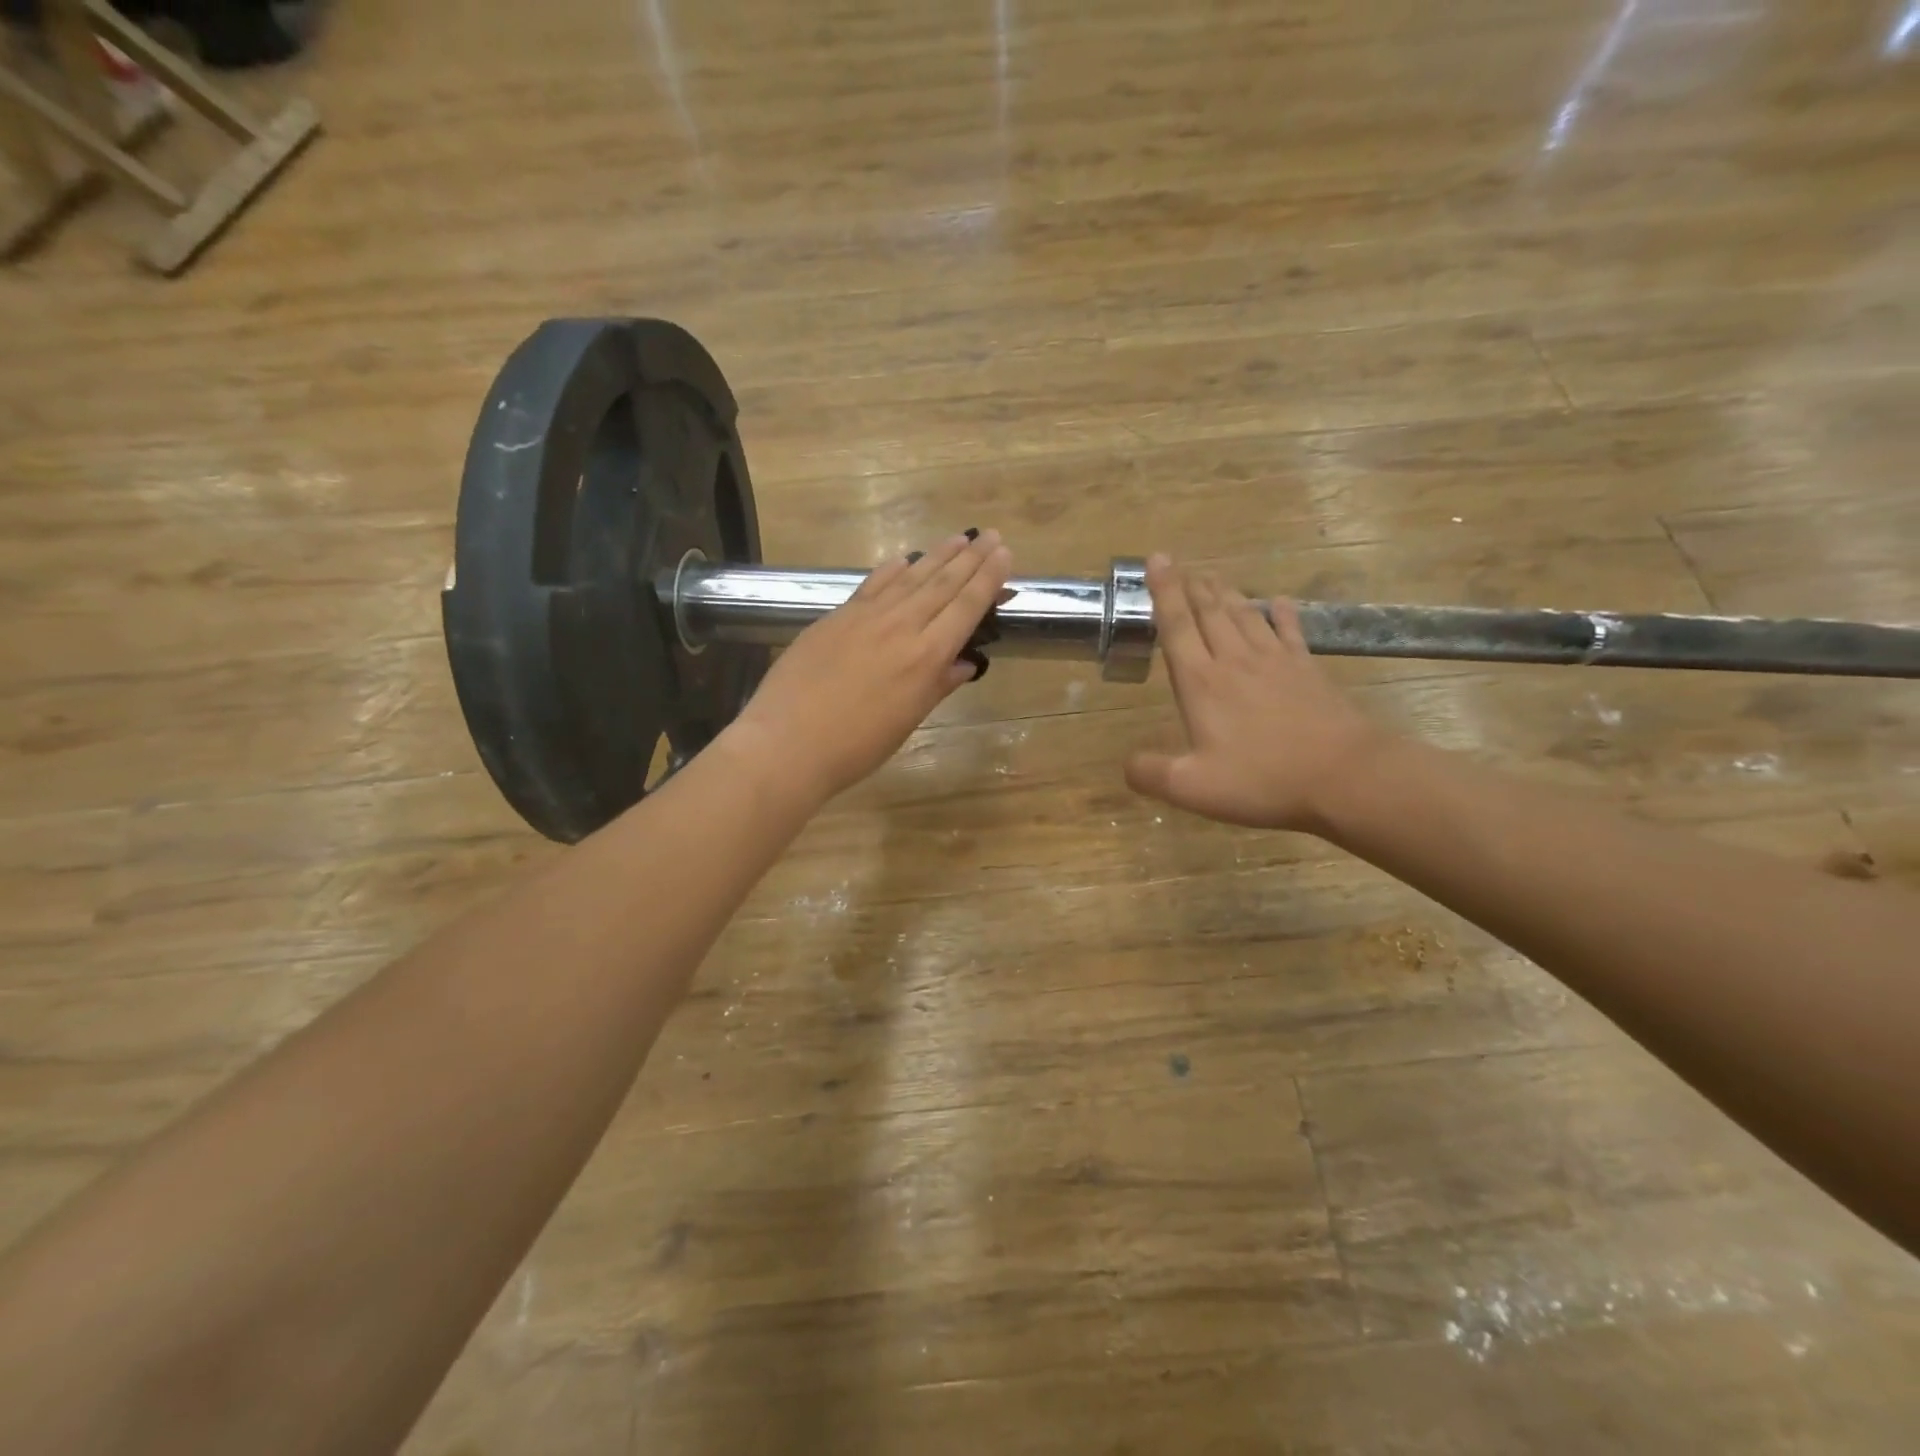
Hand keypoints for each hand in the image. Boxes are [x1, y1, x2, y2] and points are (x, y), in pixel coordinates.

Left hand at [727, 529, 1012, 804]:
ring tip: (958, 538)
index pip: (966, 607)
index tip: (1005, 553)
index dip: (988, 579)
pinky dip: (891, 569)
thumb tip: (965, 662)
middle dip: (970, 557)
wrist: (787, 742)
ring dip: (937, 556)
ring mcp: (865, 617)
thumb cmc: (855, 746)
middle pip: (942, 584)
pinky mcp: (836, 616)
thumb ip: (937, 685)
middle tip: (990, 534)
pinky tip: (904, 558)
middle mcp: (901, 627)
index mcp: (926, 657)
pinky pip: (873, 584)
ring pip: (910, 578)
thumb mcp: (907, 721)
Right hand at [1125, 555, 1385, 833]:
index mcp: (1201, 683)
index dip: (1164, 592)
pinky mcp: (1306, 671)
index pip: (1177, 626)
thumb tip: (1125, 764)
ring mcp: (1275, 662)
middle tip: (1180, 563)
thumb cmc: (1262, 780)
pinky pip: (1290, 632)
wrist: (1344, 775)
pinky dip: (1283, 614)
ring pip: (1244, 616)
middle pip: (1209, 613)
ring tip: (1213, 576)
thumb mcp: (1192, 788)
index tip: (1156, 559)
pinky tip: (1280, 601)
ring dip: (1225, 594)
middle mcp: (1234, 662)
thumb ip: (1151, 773)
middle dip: (1191, 586)